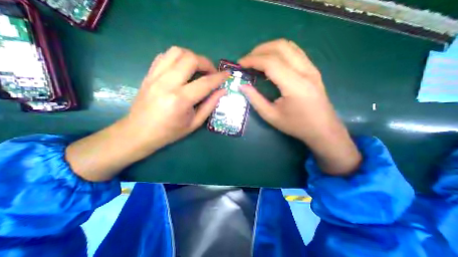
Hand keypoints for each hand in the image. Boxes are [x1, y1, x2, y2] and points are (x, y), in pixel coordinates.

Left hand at [123, 46, 228, 151]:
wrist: (138, 133)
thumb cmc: (169, 132)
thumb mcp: (194, 123)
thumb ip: (210, 106)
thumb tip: (222, 91)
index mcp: (181, 100)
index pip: (205, 83)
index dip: (219, 77)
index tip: (227, 74)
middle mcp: (167, 83)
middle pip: (190, 59)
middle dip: (206, 63)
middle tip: (211, 73)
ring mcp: (155, 76)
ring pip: (177, 52)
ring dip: (192, 57)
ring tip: (198, 69)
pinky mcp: (149, 74)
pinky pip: (164, 56)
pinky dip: (178, 58)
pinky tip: (182, 69)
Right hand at [238, 39, 358, 175]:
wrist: (323, 129)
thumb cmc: (296, 126)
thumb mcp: (271, 116)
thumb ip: (255, 99)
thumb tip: (243, 86)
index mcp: (295, 85)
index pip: (271, 63)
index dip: (253, 60)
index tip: (240, 64)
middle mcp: (305, 71)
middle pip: (280, 47)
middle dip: (259, 50)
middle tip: (247, 60)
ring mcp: (311, 68)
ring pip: (288, 46)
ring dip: (269, 48)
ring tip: (256, 59)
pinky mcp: (312, 70)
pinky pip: (294, 52)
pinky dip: (279, 52)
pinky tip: (270, 62)